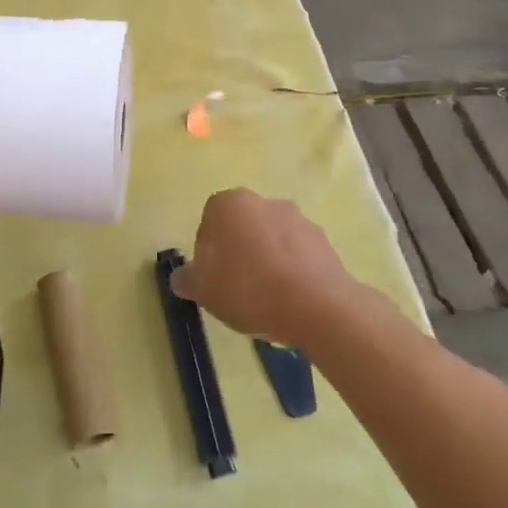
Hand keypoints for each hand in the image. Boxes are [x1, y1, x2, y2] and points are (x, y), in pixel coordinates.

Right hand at [170, 189, 360, 347]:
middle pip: (242, 228)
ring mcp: (299, 219)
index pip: (209, 222)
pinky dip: (291, 272)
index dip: (207, 252)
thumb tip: (183, 277)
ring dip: (266, 262)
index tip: (212, 278)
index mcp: (230, 203)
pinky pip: (297, 255)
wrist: (317, 306)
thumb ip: (187, 279)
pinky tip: (290, 301)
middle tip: (236, 289)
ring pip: (271, 240)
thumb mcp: (203, 290)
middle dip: (238, 253)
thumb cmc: (249, 289)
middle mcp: (264, 201)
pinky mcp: (324, 242)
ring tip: (267, 300)